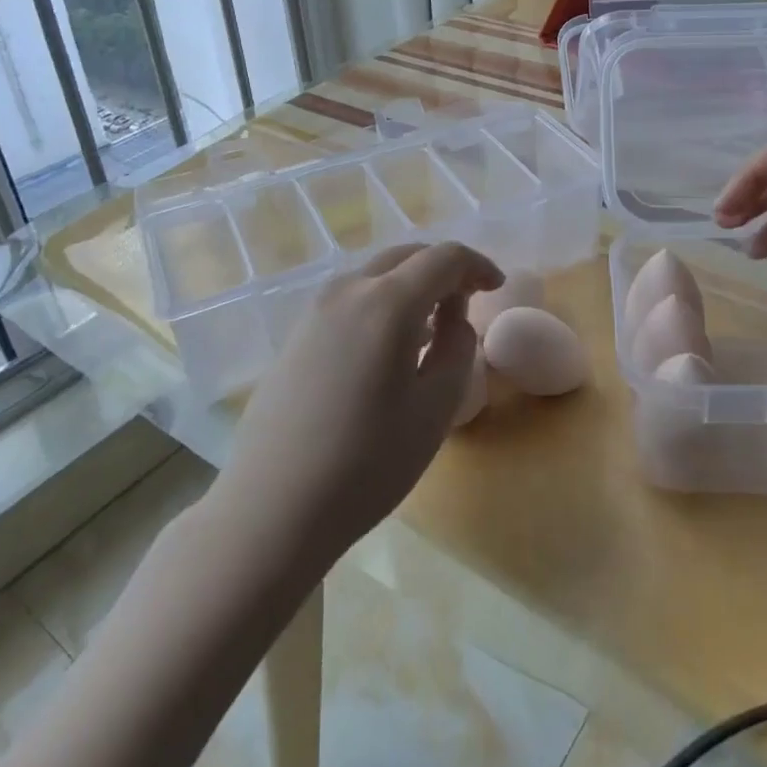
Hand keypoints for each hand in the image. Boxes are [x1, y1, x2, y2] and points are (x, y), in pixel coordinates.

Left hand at [216, 242, 502, 576]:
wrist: (270, 510)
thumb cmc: (366, 464)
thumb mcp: (435, 409)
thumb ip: (457, 348)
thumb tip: (454, 318)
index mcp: (387, 302)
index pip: (444, 257)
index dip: (477, 265)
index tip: (496, 287)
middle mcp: (348, 290)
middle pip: (407, 256)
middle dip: (444, 269)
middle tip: (468, 301)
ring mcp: (315, 310)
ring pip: (376, 274)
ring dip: (411, 284)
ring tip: (430, 327)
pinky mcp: (297, 334)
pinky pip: (352, 298)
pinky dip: (382, 302)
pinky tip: (389, 346)